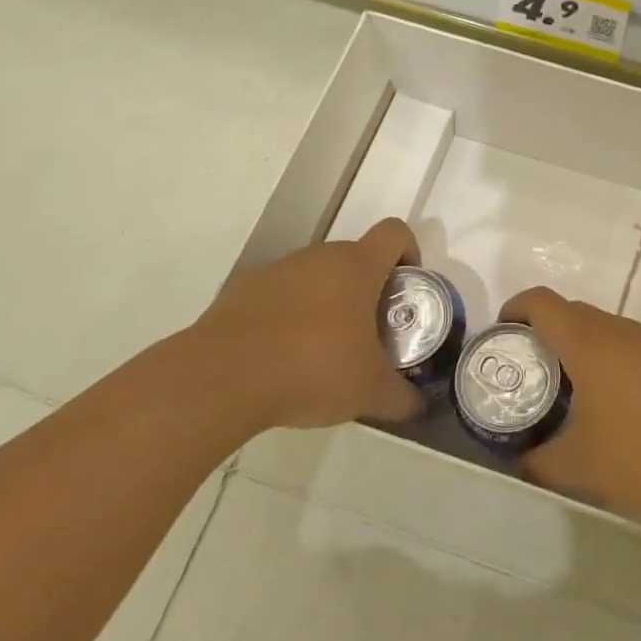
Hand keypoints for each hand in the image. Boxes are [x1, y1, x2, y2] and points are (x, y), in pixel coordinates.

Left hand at [185, 218, 425, 435]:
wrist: (221, 378)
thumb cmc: (312, 369)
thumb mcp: (370, 392)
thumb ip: (402, 398)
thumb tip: (419, 407)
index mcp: (358, 266)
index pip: (395, 233)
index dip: (409, 252)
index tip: (406, 288)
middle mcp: (319, 257)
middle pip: (355, 257)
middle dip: (368, 290)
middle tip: (370, 334)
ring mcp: (278, 271)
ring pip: (316, 277)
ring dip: (327, 303)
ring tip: (323, 353)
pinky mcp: (243, 291)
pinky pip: (280, 296)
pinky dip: (289, 318)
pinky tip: (282, 360)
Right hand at [500, 287, 640, 528]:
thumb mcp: (579, 466)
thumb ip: (539, 462)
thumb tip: (520, 463)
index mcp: (588, 341)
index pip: (541, 301)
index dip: (514, 308)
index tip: (500, 335)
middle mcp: (619, 330)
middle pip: (570, 312)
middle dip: (542, 332)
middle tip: (527, 373)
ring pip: (601, 329)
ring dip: (577, 348)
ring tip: (566, 392)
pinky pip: (627, 347)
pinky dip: (607, 361)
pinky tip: (611, 406)